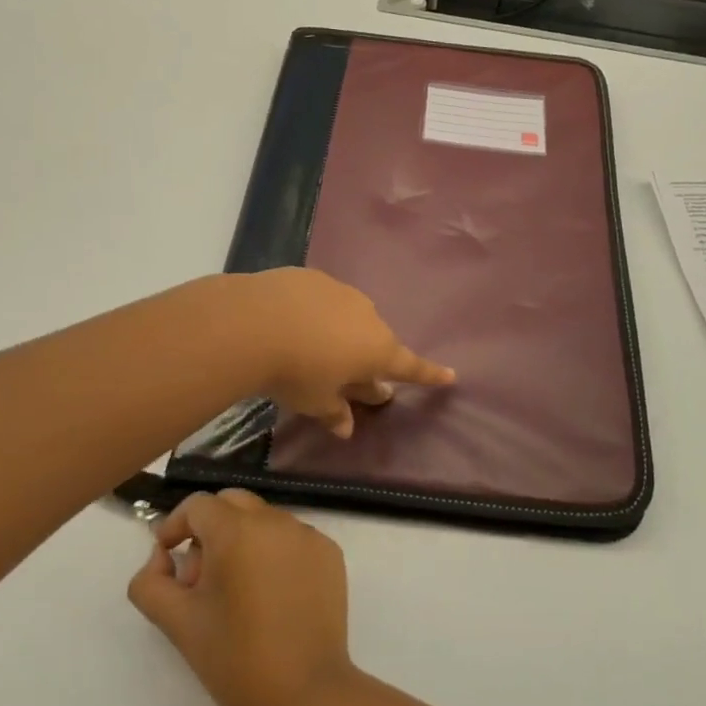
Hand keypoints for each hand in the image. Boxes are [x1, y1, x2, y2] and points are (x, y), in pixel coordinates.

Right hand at [128, 491, 364, 705]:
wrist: (306, 697)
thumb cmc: (236, 661)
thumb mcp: (179, 623)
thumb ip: (151, 583)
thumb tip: (161, 557)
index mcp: (238, 530)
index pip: (198, 505)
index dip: (176, 526)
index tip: (167, 557)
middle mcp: (276, 520)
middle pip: (233, 503)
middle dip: (209, 528)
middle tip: (199, 578)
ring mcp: (308, 535)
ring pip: (264, 520)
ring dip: (242, 541)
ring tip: (236, 594)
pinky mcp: (330, 554)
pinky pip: (292, 539)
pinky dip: (274, 553)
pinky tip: (271, 598)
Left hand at [236, 269, 453, 437]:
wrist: (254, 322)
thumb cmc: (295, 372)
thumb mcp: (315, 402)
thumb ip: (335, 413)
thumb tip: (346, 428)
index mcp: (377, 350)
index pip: (411, 367)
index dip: (430, 374)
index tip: (451, 375)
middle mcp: (368, 316)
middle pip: (375, 342)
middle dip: (367, 359)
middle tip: (350, 376)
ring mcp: (341, 292)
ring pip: (350, 317)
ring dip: (340, 333)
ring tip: (312, 349)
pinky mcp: (314, 277)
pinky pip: (324, 300)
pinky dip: (316, 313)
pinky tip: (291, 323)